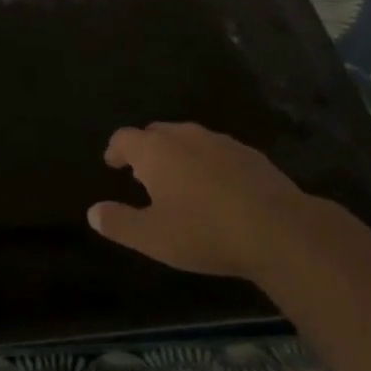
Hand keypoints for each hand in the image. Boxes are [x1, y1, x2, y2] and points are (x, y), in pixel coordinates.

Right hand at [88, 122, 328, 282]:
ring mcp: (219, 141)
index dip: (115, 150)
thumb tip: (92, 211)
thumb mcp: (153, 238)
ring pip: (188, 139)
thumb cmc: (205, 232)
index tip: (112, 164)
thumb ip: (119, 223)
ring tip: (179, 181)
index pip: (124, 138)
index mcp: (155, 151)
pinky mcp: (248, 153)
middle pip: (156, 133)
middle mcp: (184, 136)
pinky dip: (207, 163)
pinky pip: (216, 151)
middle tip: (142, 175)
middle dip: (146, 150)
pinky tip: (216, 188)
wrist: (277, 228)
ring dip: (177, 155)